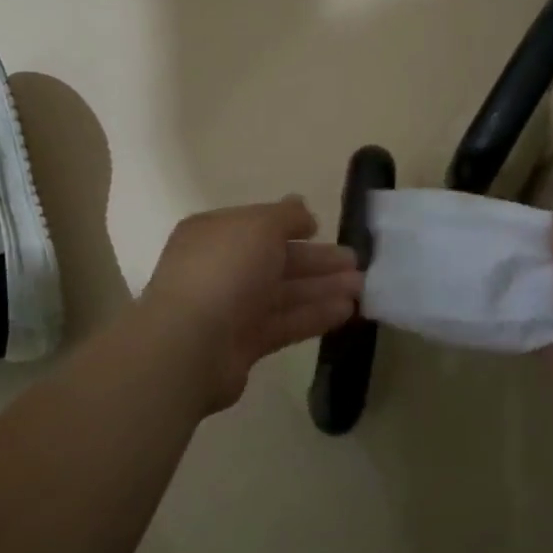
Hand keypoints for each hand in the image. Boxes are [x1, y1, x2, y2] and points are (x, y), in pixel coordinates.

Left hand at [137, 196, 362, 412]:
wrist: (190, 344)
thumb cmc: (224, 270)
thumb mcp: (259, 226)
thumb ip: (286, 215)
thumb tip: (302, 208)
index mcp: (214, 233)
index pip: (258, 225)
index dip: (290, 224)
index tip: (321, 228)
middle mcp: (220, 267)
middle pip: (275, 259)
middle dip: (316, 260)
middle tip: (356, 262)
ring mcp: (230, 307)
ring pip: (283, 293)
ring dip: (322, 288)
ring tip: (362, 288)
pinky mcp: (243, 343)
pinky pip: (284, 323)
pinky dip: (313, 315)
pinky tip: (346, 311)